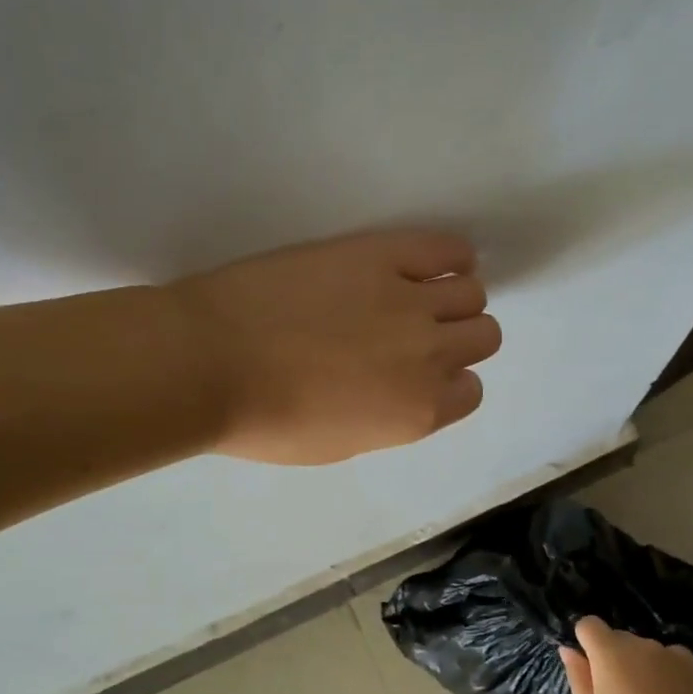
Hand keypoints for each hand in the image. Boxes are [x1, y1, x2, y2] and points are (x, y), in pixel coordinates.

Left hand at [167, 229, 501, 465]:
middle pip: (484, 335)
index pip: (470, 390)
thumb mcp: (339, 444)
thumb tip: (405, 391)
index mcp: (420, 412)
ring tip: (417, 295)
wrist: (208, 362)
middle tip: (416, 334)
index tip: (417, 374)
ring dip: (454, 297)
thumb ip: (389, 419)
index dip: (445, 381)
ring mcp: (410, 299)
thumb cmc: (264, 420)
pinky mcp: (382, 254)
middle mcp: (430, 355)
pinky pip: (446, 248)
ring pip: (472, 291)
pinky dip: (450, 256)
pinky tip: (431, 261)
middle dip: (458, 338)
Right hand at [560, 617, 692, 693]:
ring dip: (640, 667)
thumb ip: (579, 677)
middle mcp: (641, 644)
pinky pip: (671, 662)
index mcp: (611, 652)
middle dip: (612, 659)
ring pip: (645, 652)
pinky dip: (666, 674)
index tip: (589, 671)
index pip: (588, 624)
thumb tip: (569, 649)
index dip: (585, 642)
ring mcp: (672, 654)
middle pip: (618, 638)